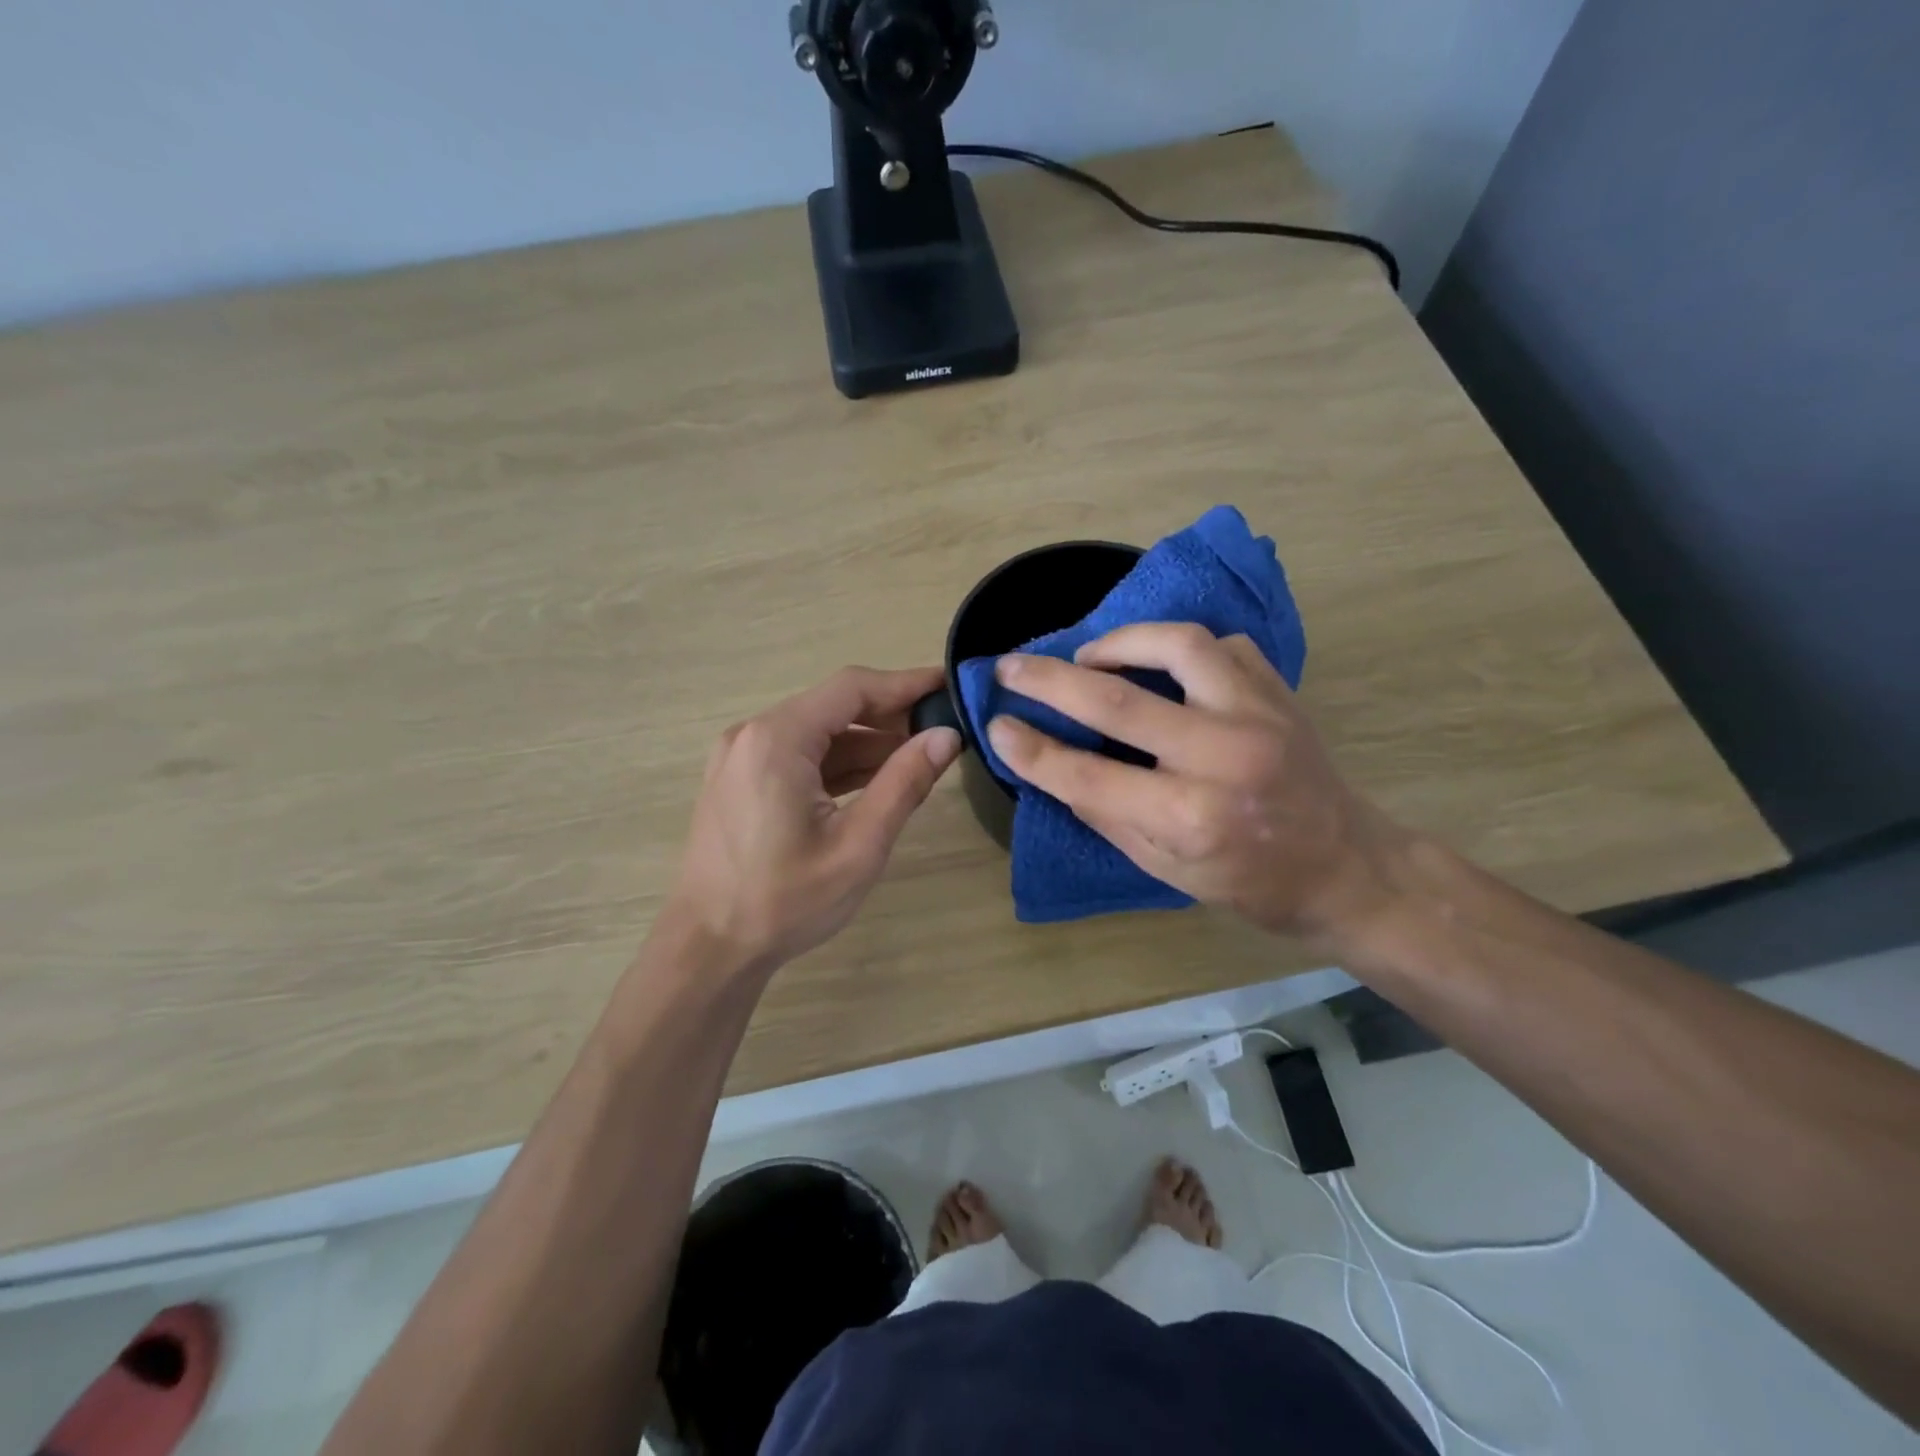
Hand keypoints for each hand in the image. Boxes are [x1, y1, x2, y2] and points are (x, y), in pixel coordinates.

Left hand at [668, 666, 962, 973]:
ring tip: (919, 756)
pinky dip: (839, 763)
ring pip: (817, 732)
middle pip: (834, 706)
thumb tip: (946, 736)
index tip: (949, 685)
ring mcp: (741, 757)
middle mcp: (753, 734)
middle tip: (942, 729)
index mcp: (777, 739)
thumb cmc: (784, 901)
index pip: (852, 688)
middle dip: (890, 715)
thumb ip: (904, 784)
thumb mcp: (858, 846)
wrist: (709, 948)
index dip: (905, 683)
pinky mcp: (740, 780)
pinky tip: (877, 779)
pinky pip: (799, 755)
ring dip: (867, 742)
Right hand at [985, 624, 1409, 942]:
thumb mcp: (1165, 870)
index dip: (1032, 750)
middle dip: (1049, 680)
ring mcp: (1258, 715)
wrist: (1348, 868)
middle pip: (1116, 701)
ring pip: (1177, 645)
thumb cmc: (1251, 883)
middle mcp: (1223, 757)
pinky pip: (1221, 646)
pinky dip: (1180, 647)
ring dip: (1119, 642)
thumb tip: (1053, 767)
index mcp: (1190, 817)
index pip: (1087, 774)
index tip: (996, 726)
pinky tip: (1160, 664)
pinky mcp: (1280, 692)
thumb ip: (1107, 815)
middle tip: (1011, 666)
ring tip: (1089, 655)